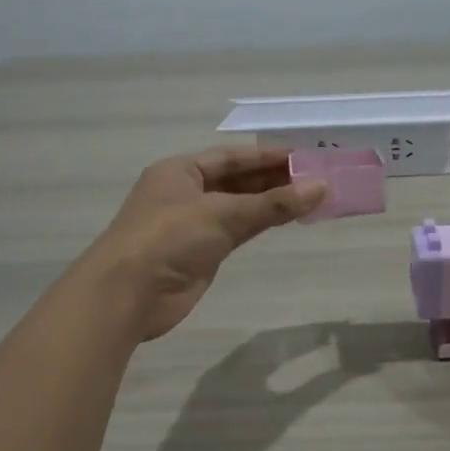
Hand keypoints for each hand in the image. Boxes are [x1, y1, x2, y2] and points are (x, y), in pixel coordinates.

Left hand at [77, 148, 325, 340]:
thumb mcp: (222, 214)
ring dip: (270, 203)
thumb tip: (321, 187)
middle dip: (273, 179)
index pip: (231, 157)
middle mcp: (185, 193)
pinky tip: (286, 221)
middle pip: (236, 181)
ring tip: (310, 198)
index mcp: (180, 171)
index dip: (267, 156)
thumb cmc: (168, 238)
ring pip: (238, 207)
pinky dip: (260, 225)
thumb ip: (273, 203)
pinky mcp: (200, 254)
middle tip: (315, 178)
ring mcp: (192, 225)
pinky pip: (237, 232)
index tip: (304, 157)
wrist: (128, 294)